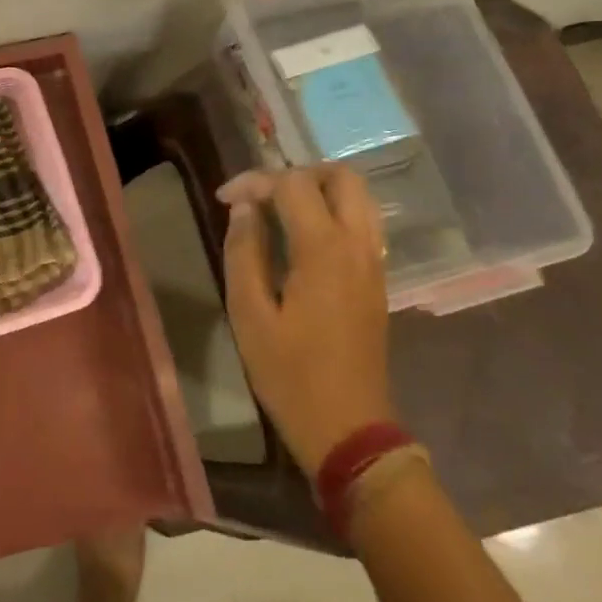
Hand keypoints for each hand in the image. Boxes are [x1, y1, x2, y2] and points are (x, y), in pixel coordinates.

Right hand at [220, 165, 394, 474]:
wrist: (349, 429)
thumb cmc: (290, 374)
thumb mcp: (249, 314)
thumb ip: (244, 251)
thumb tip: (242, 209)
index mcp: (324, 250)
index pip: (292, 185)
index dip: (254, 181)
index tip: (223, 200)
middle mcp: (358, 246)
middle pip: (341, 177)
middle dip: (297, 173)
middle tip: (260, 195)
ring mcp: (374, 263)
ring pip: (359, 197)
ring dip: (319, 190)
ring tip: (279, 209)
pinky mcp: (378, 280)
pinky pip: (362, 223)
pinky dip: (334, 212)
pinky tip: (302, 237)